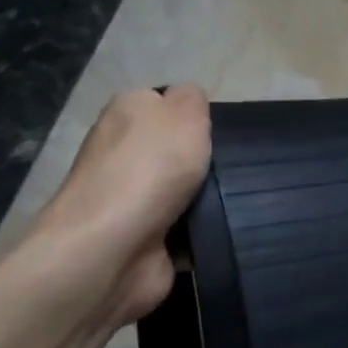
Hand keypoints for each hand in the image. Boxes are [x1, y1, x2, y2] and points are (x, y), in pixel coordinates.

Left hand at [15, 85, 211, 328]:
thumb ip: (192, 98)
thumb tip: (188, 102)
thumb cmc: (150, 168)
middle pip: (174, 151)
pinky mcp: (138, 241)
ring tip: (235, 203)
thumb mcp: (184, 111)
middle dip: (202, 162)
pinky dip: (199, 235)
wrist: (111, 249)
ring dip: (205, 200)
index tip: (219, 134)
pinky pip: (182, 232)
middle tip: (232, 170)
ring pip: (181, 193)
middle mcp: (120, 153)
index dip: (193, 117)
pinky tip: (220, 232)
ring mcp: (126, 200)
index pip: (164, 105)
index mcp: (125, 113)